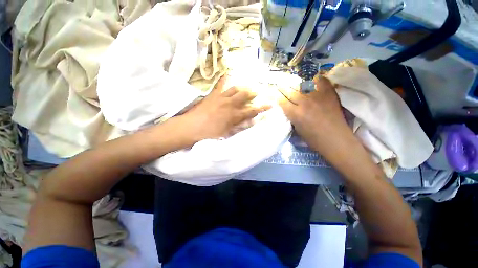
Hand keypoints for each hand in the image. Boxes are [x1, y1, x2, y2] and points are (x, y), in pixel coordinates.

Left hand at [180, 75, 270, 141]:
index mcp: (233, 115)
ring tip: (246, 87)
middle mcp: (229, 104)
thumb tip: (250, 122)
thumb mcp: (226, 134)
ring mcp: (220, 98)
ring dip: (242, 87)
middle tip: (257, 92)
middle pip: (244, 95)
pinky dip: (224, 80)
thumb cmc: (209, 135)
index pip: (252, 110)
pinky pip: (220, 85)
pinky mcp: (212, 95)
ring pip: (235, 89)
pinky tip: (227, 74)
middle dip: (253, 93)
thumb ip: (239, 127)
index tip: (271, 104)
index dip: (262, 107)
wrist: (189, 128)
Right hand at [279, 76, 356, 160]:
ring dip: (297, 86)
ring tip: (296, 86)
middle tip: (281, 87)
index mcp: (294, 113)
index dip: (277, 97)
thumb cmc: (313, 139)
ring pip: (302, 85)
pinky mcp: (329, 94)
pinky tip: (313, 82)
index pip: (281, 100)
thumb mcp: (296, 129)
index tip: (276, 96)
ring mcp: (317, 96)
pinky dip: (316, 80)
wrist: (335, 139)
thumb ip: (291, 116)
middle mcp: (303, 102)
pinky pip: (321, 81)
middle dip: (283, 89)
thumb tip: (287, 108)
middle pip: (289, 90)